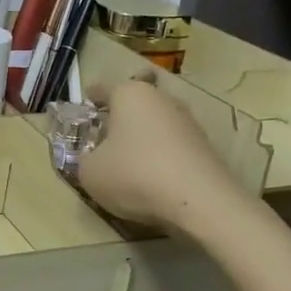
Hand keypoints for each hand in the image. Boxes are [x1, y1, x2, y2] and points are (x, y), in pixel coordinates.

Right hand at [78, 78, 243, 233]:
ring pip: (157, 123)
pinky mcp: (205, 147)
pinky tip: (154, 177)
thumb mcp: (90, 172)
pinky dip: (162, 156)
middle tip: (106, 135)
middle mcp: (161, 99)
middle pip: (135, 102)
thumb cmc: (135, 174)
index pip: (104, 88)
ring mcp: (188, 121)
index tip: (86, 103)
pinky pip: (173, 146)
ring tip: (129, 160)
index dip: (92, 97)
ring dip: (144, 137)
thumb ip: (85, 160)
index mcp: (130, 94)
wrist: (201, 201)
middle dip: (121, 116)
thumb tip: (95, 159)